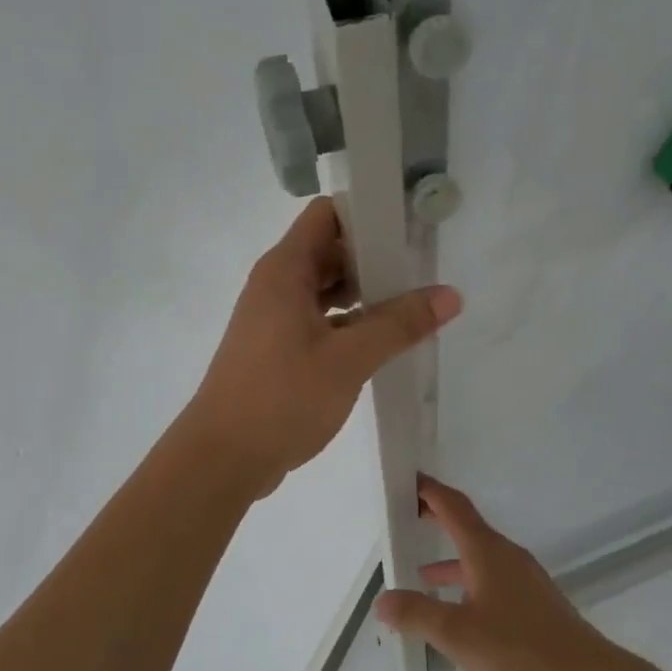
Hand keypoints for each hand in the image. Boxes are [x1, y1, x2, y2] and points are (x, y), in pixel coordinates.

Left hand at [181, 199, 461, 498]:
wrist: (222, 458)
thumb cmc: (281, 398)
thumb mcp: (349, 359)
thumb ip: (399, 324)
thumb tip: (450, 295)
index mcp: (285, 270)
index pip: (328, 215)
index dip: (367, 212)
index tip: (409, 227)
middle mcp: (276, 285)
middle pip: (330, 251)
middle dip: (375, 257)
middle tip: (423, 270)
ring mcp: (274, 318)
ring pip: (326, 289)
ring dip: (365, 294)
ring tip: (412, 306)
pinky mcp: (277, 349)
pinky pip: (319, 320)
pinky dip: (349, 323)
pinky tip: (382, 342)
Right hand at [373, 476, 613, 670]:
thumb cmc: (518, 648)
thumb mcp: (457, 634)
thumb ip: (417, 614)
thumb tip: (382, 600)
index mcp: (486, 551)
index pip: (453, 506)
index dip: (429, 490)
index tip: (406, 480)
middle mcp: (506, 555)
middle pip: (466, 526)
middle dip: (436, 518)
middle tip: (406, 516)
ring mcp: (523, 578)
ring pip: (479, 556)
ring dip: (450, 558)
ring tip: (420, 575)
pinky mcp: (533, 601)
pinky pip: (491, 577)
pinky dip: (467, 581)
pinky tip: (459, 611)